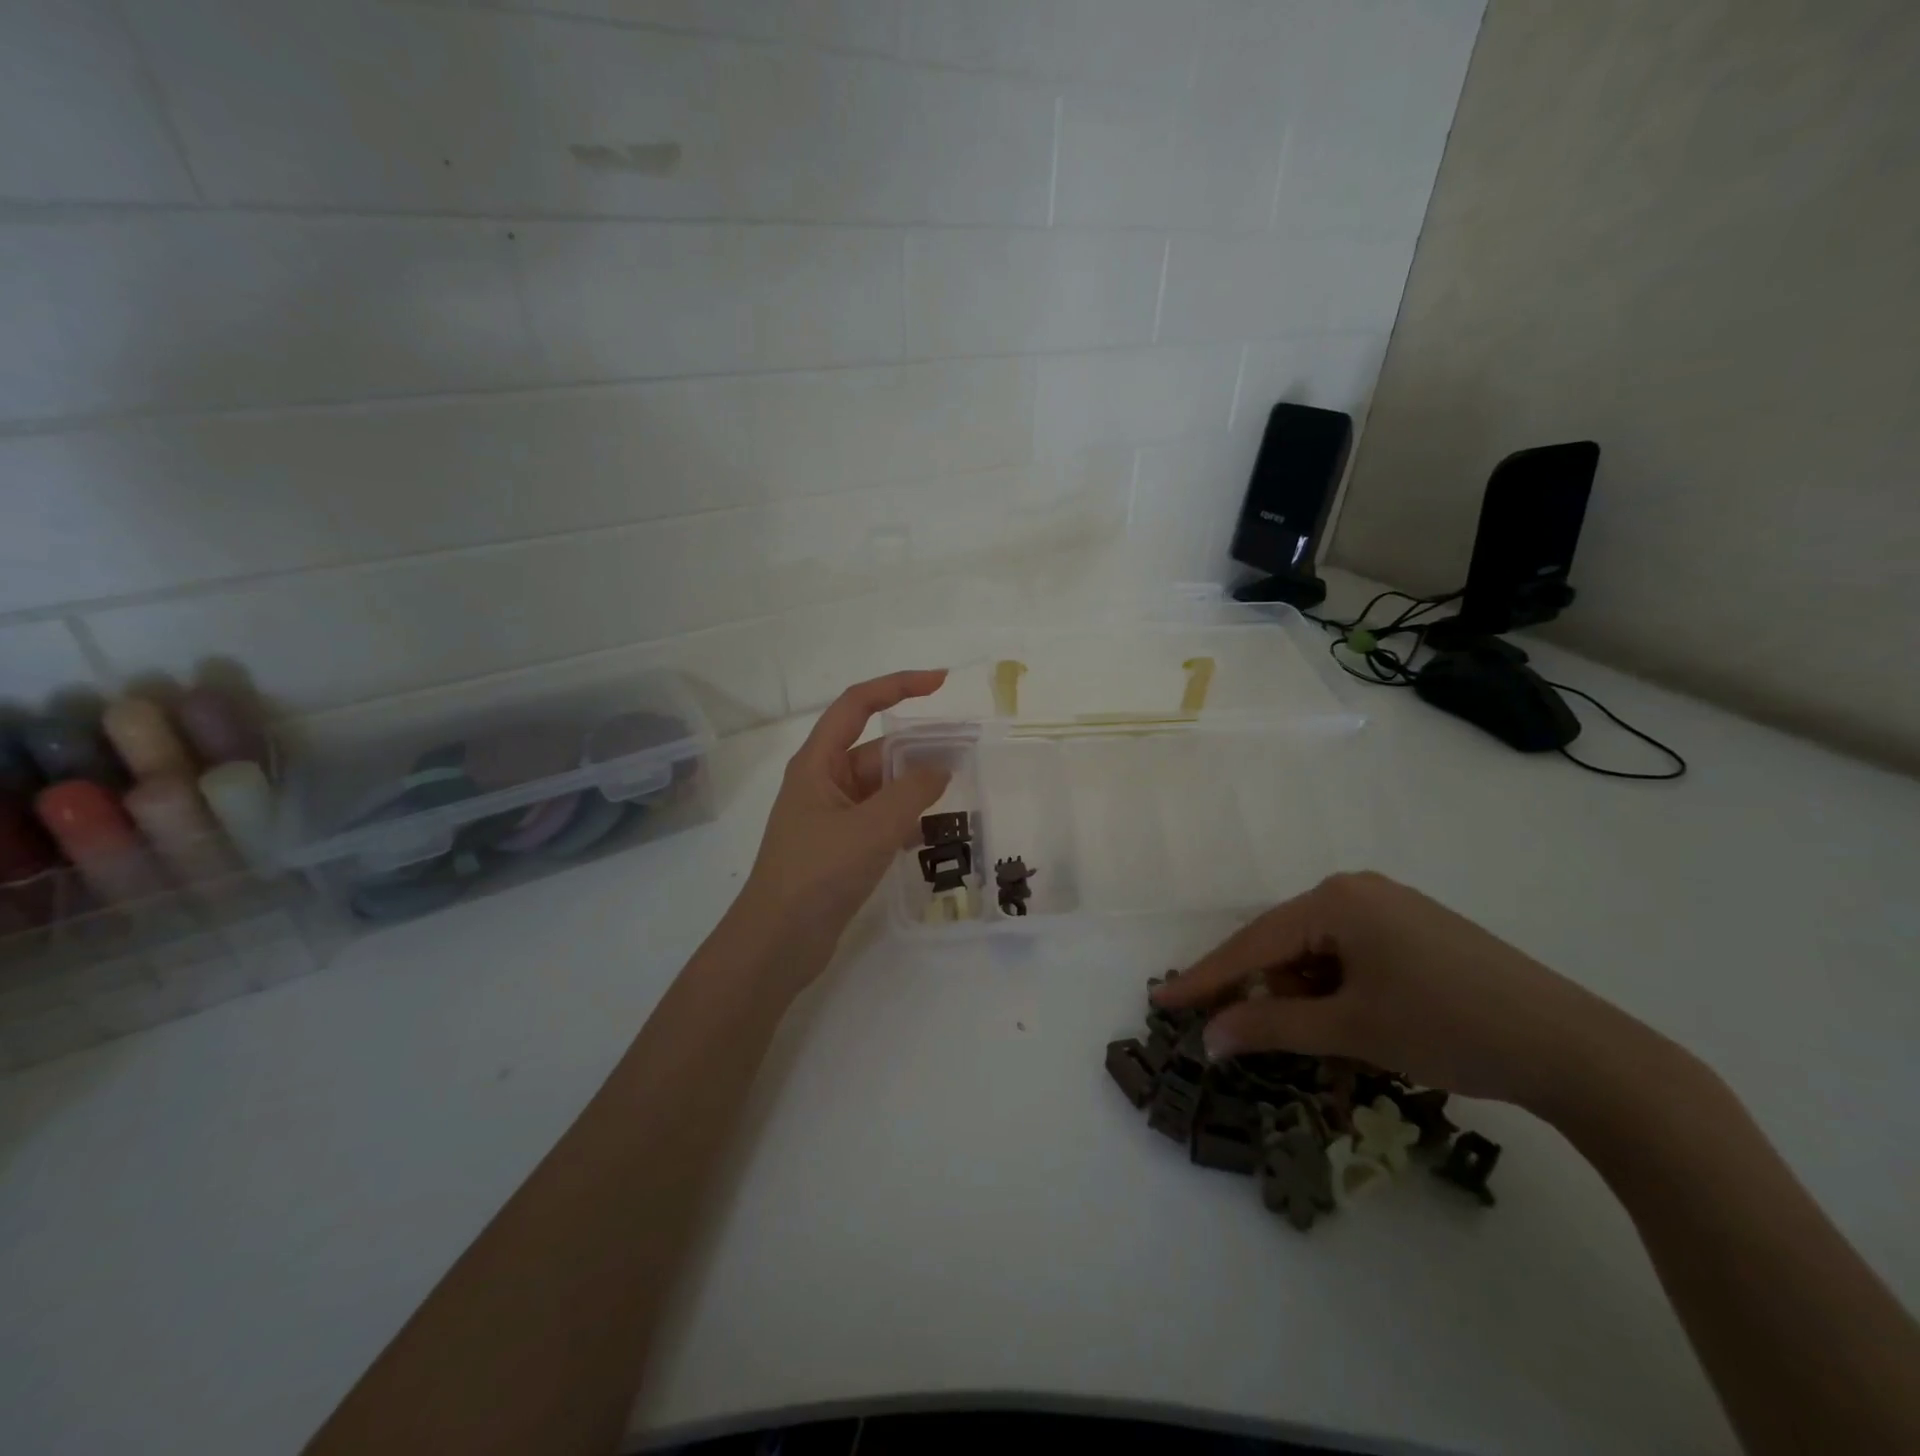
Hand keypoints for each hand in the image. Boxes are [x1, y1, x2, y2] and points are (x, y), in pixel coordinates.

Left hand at [735, 670, 950, 968]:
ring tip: (959, 795)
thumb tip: (940, 769)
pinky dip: (905, 821)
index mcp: (818, 763)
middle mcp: (824, 782)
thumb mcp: (871, 828)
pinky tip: (933, 837)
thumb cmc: (817, 874)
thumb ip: (912, 794)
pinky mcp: (841, 847)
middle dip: (918, 749)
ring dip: (915, 789)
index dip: (897, 685)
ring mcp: (832, 817)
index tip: (940, 683)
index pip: (857, 705)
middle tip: (967, 754)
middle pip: (876, 750)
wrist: (777, 942)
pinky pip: (880, 820)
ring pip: (882, 788)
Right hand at [1154, 871, 1662, 1115]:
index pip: (1253, 942)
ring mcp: (1392, 907)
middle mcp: (1358, 891)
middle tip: (1246, 1035)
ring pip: (1319, 954)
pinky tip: (1358, 1024)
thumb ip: (1271, 1027)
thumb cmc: (1450, 1027)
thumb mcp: (1351, 1030)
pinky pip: (1353, 956)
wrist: (1578, 1050)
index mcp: (1336, 899)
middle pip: (1285, 945)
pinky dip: (1340, 991)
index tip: (1161, 1000)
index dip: (1205, 977)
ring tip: (1330, 1042)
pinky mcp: (1418, 931)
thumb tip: (1208, 1037)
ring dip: (1308, 998)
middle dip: (1267, 992)